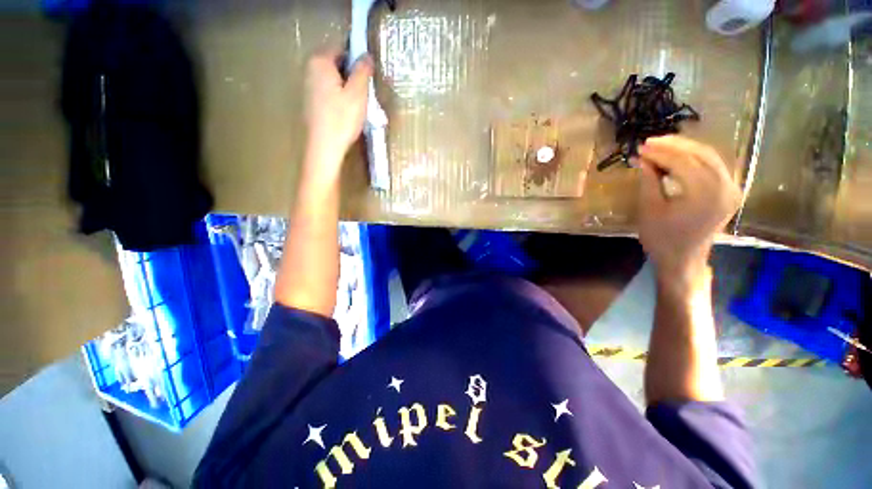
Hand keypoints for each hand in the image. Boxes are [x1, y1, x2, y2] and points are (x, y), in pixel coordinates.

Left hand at [303, 49, 373, 178]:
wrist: (324, 147)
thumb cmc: (342, 119)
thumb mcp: (358, 94)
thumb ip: (362, 71)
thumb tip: (366, 55)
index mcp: (320, 61)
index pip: (342, 48)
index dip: (358, 59)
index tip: (369, 75)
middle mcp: (310, 69)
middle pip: (337, 64)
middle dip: (352, 74)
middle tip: (365, 92)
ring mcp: (308, 86)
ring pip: (333, 79)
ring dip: (347, 87)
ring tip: (358, 105)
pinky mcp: (311, 102)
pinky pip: (328, 92)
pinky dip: (339, 97)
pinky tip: (346, 113)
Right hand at [637, 136, 741, 285]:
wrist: (682, 259)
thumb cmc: (661, 238)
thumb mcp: (649, 209)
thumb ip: (649, 180)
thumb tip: (643, 158)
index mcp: (705, 195)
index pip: (683, 162)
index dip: (660, 152)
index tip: (641, 147)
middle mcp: (725, 188)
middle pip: (701, 154)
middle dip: (674, 145)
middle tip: (650, 142)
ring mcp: (732, 189)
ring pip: (710, 157)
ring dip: (685, 148)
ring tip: (661, 146)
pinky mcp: (730, 191)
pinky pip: (714, 166)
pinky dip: (696, 157)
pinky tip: (679, 156)